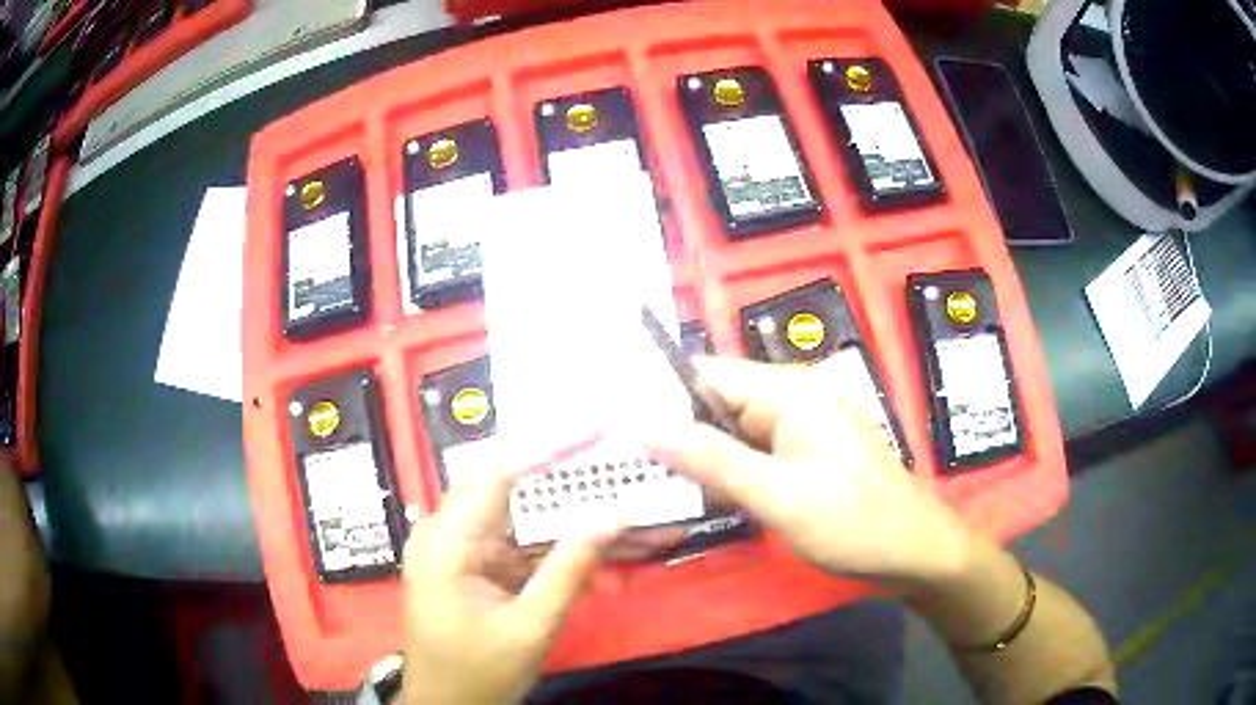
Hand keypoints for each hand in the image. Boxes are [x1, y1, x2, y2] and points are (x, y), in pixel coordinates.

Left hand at [401, 451, 630, 704]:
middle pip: (513, 484)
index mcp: (447, 542)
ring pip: (527, 517)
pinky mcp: (480, 566)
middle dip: (573, 472)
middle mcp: (448, 532)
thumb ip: (569, 570)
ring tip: (639, 509)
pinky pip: (526, 545)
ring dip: (581, 516)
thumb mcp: (529, 628)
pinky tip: (614, 545)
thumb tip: (614, 516)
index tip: (598, 427)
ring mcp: (463, 549)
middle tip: (623, 454)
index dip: (549, 443)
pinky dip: (568, 546)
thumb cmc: (477, 674)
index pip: (497, 471)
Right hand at [644, 356, 973, 586]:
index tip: (612, 425)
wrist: (911, 549)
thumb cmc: (852, 521)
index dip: (657, 395)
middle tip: (620, 464)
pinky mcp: (799, 455)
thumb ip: (712, 460)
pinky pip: (749, 453)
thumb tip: (646, 427)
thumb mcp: (777, 495)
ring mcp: (796, 427)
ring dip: (694, 455)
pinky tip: (693, 494)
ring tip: (643, 480)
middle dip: (672, 430)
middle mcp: (788, 398)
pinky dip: (721, 471)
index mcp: (786, 391)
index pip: (705, 374)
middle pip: (714, 403)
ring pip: (728, 432)